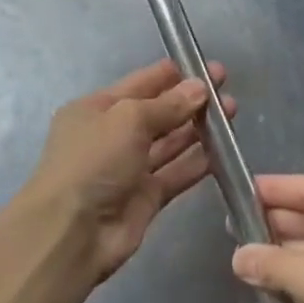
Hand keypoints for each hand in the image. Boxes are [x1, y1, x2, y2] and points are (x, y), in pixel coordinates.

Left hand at [26, 59, 235, 283]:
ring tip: (232, 115)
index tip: (209, 68)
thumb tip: (199, 88)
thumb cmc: (93, 161)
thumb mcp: (128, 119)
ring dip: (198, 129)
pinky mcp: (145, 198)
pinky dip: (197, 163)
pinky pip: (175, 174)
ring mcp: (129, 168)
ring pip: (169, 142)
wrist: (71, 234)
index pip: (142, 83)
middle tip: (226, 93)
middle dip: (191, 101)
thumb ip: (167, 104)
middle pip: (158, 112)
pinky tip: (223, 152)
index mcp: (96, 108)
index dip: (175, 74)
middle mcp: (112, 136)